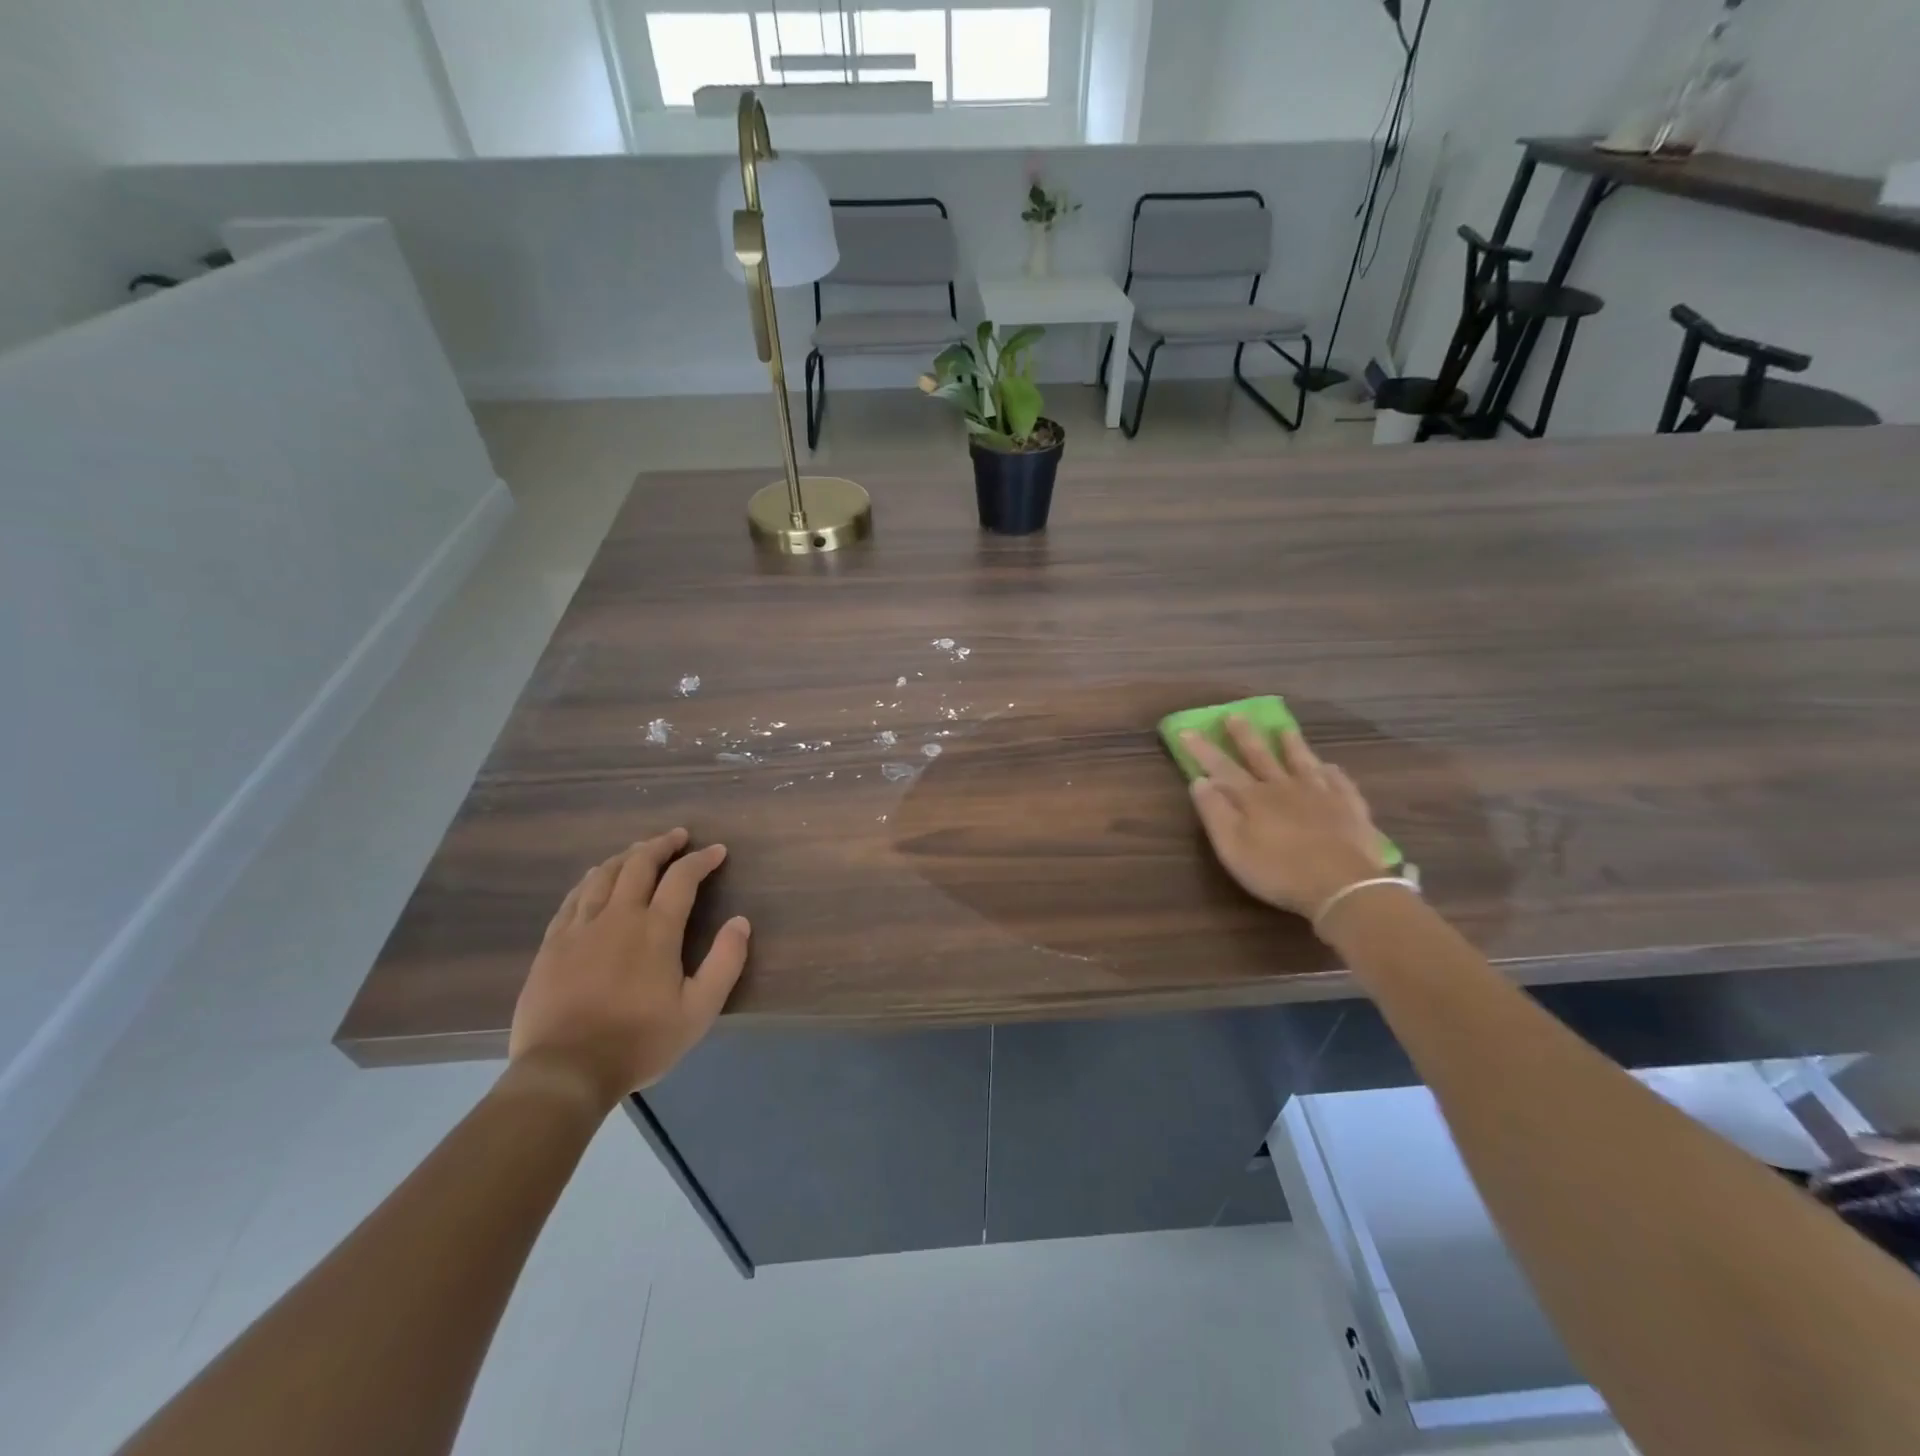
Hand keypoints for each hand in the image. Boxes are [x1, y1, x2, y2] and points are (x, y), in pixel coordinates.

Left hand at [507, 828, 749, 1110]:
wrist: (564, 1071)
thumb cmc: (639, 1041)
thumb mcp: (699, 1011)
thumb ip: (725, 963)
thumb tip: (740, 922)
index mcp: (655, 930)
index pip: (682, 878)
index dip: (701, 859)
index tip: (717, 851)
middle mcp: (618, 916)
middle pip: (639, 864)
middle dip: (661, 845)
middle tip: (677, 837)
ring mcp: (580, 928)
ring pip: (603, 875)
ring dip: (626, 856)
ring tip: (639, 851)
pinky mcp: (552, 944)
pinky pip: (573, 898)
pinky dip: (591, 880)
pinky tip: (595, 879)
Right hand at [1183, 718, 1389, 920]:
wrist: (1342, 886)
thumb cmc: (1278, 871)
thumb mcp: (1233, 847)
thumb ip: (1215, 812)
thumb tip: (1199, 780)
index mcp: (1253, 798)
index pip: (1221, 767)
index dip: (1203, 749)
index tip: (1187, 730)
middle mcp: (1284, 787)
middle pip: (1261, 756)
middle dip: (1244, 736)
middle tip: (1234, 715)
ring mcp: (1321, 794)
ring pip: (1302, 762)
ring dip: (1291, 745)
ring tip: (1284, 729)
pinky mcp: (1349, 807)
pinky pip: (1339, 782)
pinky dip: (1331, 771)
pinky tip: (1330, 766)